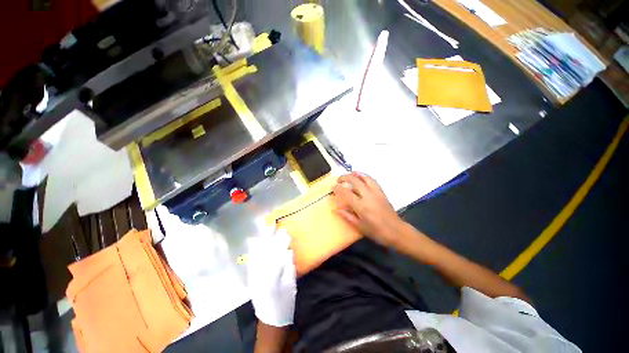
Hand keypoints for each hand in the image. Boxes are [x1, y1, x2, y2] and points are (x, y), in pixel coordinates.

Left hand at [247, 229, 296, 326]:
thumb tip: (288, 249)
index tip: (285, 231)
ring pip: (256, 254)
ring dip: (261, 239)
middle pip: (264, 251)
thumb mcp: (290, 284)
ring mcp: (253, 275)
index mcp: (272, 276)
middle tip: (273, 224)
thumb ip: (288, 266)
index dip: (280, 241)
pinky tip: (254, 241)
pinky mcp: (251, 277)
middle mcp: (260, 274)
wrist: (270, 318)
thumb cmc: (285, 302)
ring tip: (264, 228)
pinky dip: (253, 249)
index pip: (276, 254)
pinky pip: (251, 260)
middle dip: (268, 236)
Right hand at [332, 172, 405, 247]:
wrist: (396, 231)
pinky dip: (366, 177)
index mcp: (361, 206)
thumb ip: (347, 216)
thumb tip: (336, 209)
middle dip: (345, 177)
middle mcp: (368, 196)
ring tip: (350, 174)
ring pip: (365, 178)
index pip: (346, 193)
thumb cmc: (376, 231)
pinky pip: (373, 181)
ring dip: (356, 174)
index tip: (333, 187)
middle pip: (355, 181)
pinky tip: (362, 177)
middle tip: (339, 180)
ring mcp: (376, 193)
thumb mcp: (359, 226)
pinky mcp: (382, 192)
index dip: (338, 188)